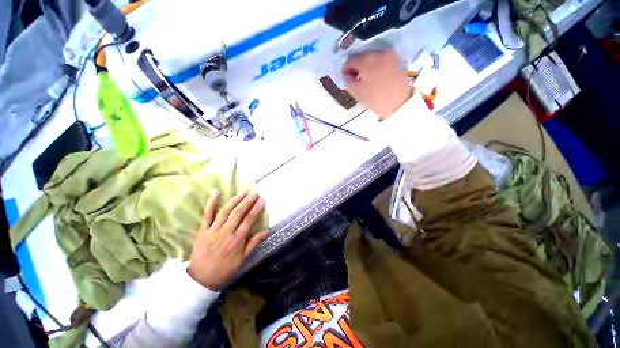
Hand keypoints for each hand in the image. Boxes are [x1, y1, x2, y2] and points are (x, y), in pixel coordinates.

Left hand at [187, 191, 268, 289]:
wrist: (201, 279)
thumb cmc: (225, 269)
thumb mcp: (242, 259)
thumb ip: (253, 243)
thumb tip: (266, 231)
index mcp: (237, 240)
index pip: (248, 220)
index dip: (256, 209)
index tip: (262, 200)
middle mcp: (226, 233)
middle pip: (238, 213)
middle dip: (247, 201)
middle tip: (254, 193)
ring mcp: (213, 230)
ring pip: (225, 211)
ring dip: (235, 200)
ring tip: (243, 192)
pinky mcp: (202, 230)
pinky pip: (207, 215)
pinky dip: (211, 203)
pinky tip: (216, 192)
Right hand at [342, 50, 411, 119]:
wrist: (399, 103)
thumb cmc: (375, 98)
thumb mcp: (357, 92)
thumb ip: (348, 81)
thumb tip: (346, 76)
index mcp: (366, 59)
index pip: (350, 60)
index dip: (345, 69)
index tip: (344, 77)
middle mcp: (378, 53)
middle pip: (362, 57)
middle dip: (356, 67)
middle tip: (353, 78)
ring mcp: (389, 56)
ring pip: (372, 58)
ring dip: (365, 67)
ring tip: (363, 79)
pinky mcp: (397, 62)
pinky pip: (381, 61)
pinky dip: (375, 67)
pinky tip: (374, 77)